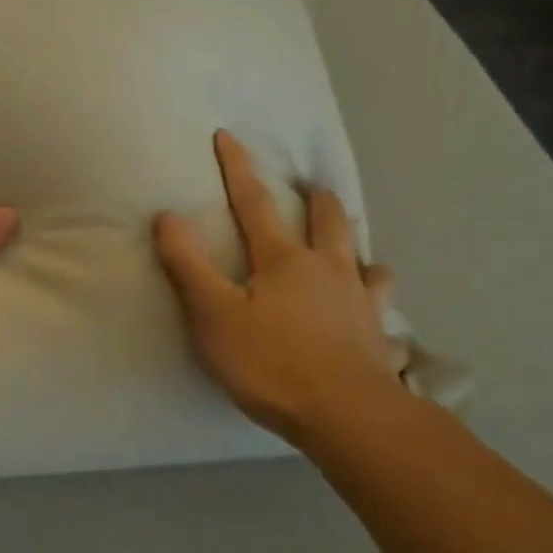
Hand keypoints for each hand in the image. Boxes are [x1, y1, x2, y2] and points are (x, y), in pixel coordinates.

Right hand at [154, 130, 404, 442]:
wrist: (346, 416)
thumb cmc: (271, 362)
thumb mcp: (213, 314)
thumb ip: (188, 264)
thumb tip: (167, 214)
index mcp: (284, 260)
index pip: (254, 203)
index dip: (238, 168)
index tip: (228, 136)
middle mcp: (329, 270)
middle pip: (329, 222)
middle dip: (317, 200)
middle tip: (314, 188)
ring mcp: (361, 304)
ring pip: (368, 262)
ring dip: (358, 249)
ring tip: (355, 251)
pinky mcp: (380, 339)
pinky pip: (384, 315)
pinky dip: (379, 308)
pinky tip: (379, 319)